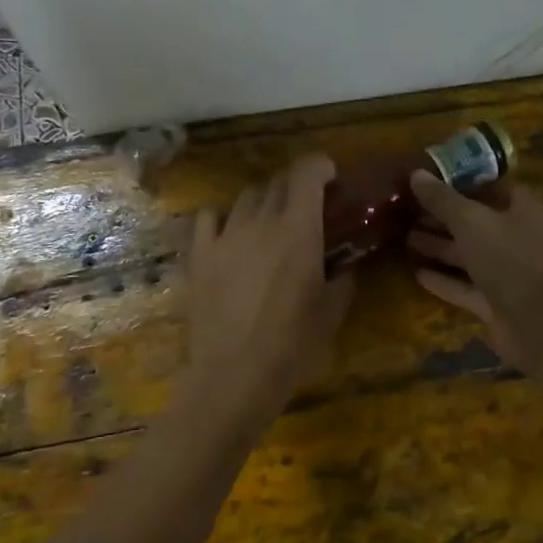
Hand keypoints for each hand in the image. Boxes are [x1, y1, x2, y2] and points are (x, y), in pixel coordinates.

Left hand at [184, 154, 353, 417]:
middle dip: (296, 186)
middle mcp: (260, 221)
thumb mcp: (333, 311)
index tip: (331, 178)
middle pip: (277, 181)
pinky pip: (208, 218)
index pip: (306, 172)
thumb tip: (345, 264)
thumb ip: (343, 277)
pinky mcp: (198, 255)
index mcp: (298, 229)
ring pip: (245, 197)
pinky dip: (223, 218)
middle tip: (307, 208)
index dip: (320, 166)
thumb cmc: (293, 345)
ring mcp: (224, 236)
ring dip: (263, 202)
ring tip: (270, 223)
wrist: (234, 375)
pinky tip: (231, 235)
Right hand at [407, 174, 542, 375]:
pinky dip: (444, 280)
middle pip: (477, 222)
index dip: (464, 181)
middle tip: (408, 210)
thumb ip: (443, 200)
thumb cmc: (510, 260)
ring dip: (440, 247)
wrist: (539, 326)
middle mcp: (518, 238)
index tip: (431, 178)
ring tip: (405, 238)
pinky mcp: (496, 302)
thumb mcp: (471, 222)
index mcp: (524, 210)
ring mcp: (508, 273)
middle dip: (444, 217)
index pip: (494, 186)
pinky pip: (466, 287)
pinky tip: (417, 273)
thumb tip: (416, 174)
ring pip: (469, 255)